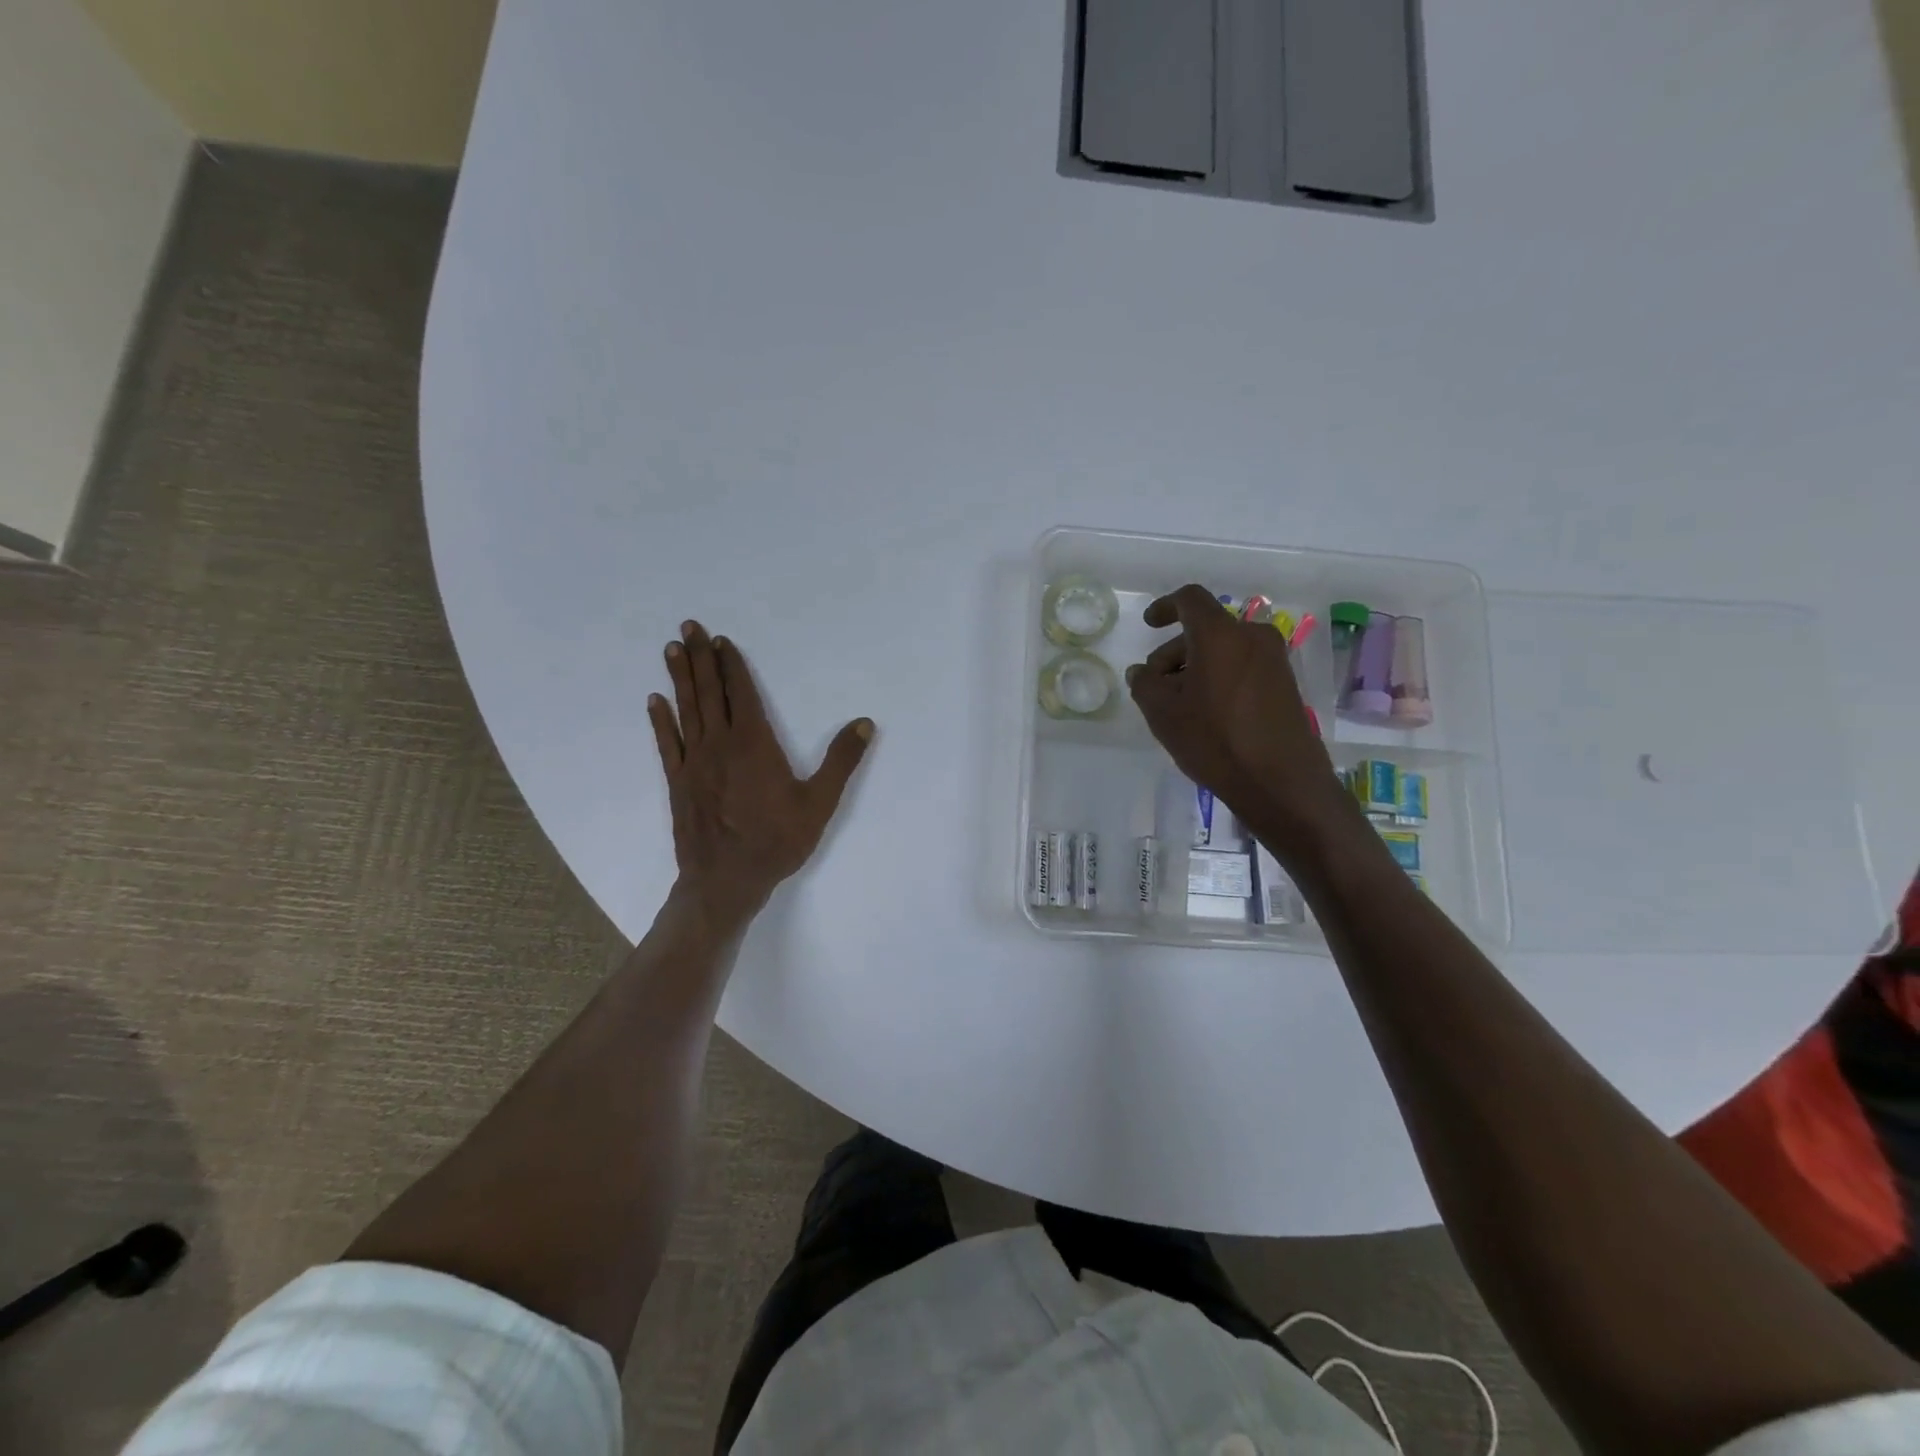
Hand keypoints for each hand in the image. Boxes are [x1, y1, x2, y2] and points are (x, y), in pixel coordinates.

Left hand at [648, 621, 873, 928]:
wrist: (726, 881)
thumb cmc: (777, 841)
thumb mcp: (819, 803)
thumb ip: (841, 761)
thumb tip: (864, 723)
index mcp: (754, 744)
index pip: (741, 694)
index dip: (732, 666)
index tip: (722, 641)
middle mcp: (720, 745)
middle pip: (709, 693)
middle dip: (700, 658)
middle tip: (689, 626)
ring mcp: (694, 763)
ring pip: (686, 711)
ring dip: (680, 678)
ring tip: (672, 649)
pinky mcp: (678, 782)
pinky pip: (667, 744)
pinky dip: (661, 721)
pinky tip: (655, 701)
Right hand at [1126, 585, 1351, 858]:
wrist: (1281, 782)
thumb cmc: (1215, 740)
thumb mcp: (1163, 712)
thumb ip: (1144, 683)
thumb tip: (1142, 672)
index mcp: (1220, 634)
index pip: (1190, 599)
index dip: (1165, 607)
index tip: (1149, 625)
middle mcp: (1252, 636)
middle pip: (1205, 629)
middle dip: (1175, 652)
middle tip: (1155, 686)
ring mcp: (1274, 660)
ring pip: (1224, 650)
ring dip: (1196, 668)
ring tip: (1178, 706)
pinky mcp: (1285, 683)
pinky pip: (1242, 667)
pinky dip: (1219, 678)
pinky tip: (1206, 714)